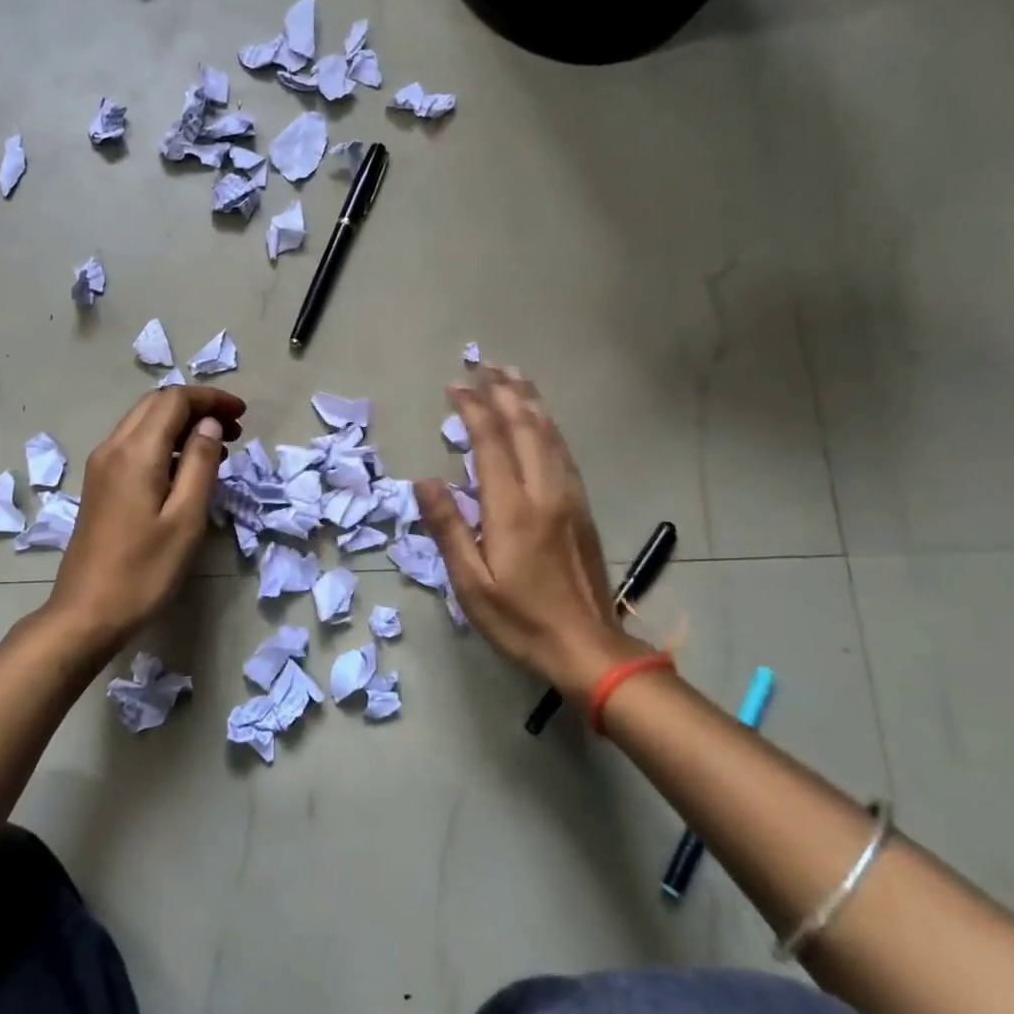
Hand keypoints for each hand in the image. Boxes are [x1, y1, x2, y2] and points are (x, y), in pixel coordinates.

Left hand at [43, 385, 246, 661]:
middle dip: (197, 406)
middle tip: (234, 430)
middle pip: (155, 404)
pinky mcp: (99, 484)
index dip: (211, 399)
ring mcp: (101, 465)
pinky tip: (185, 468)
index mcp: (135, 452)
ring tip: (218, 447)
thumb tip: (208, 424)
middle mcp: (113, 448)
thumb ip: (200, 464)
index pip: (174, 400)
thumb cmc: (144, 571)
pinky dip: (164, 441)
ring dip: (181, 423)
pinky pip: (134, 444)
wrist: (86, 613)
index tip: (242, 414)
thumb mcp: (185, 519)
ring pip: (143, 422)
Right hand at [417, 367, 648, 699]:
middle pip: (526, 428)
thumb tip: (425, 481)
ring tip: (515, 376)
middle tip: (487, 365)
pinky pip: (564, 453)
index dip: (472, 410)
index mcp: (513, 509)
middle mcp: (545, 492)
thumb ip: (448, 529)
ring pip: (550, 435)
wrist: (588, 648)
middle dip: (504, 393)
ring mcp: (569, 498)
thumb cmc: (521, 620)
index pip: (491, 443)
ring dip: (530, 402)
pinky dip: (549, 426)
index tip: (455, 386)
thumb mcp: (472, 584)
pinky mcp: (582, 509)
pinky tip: (542, 421)